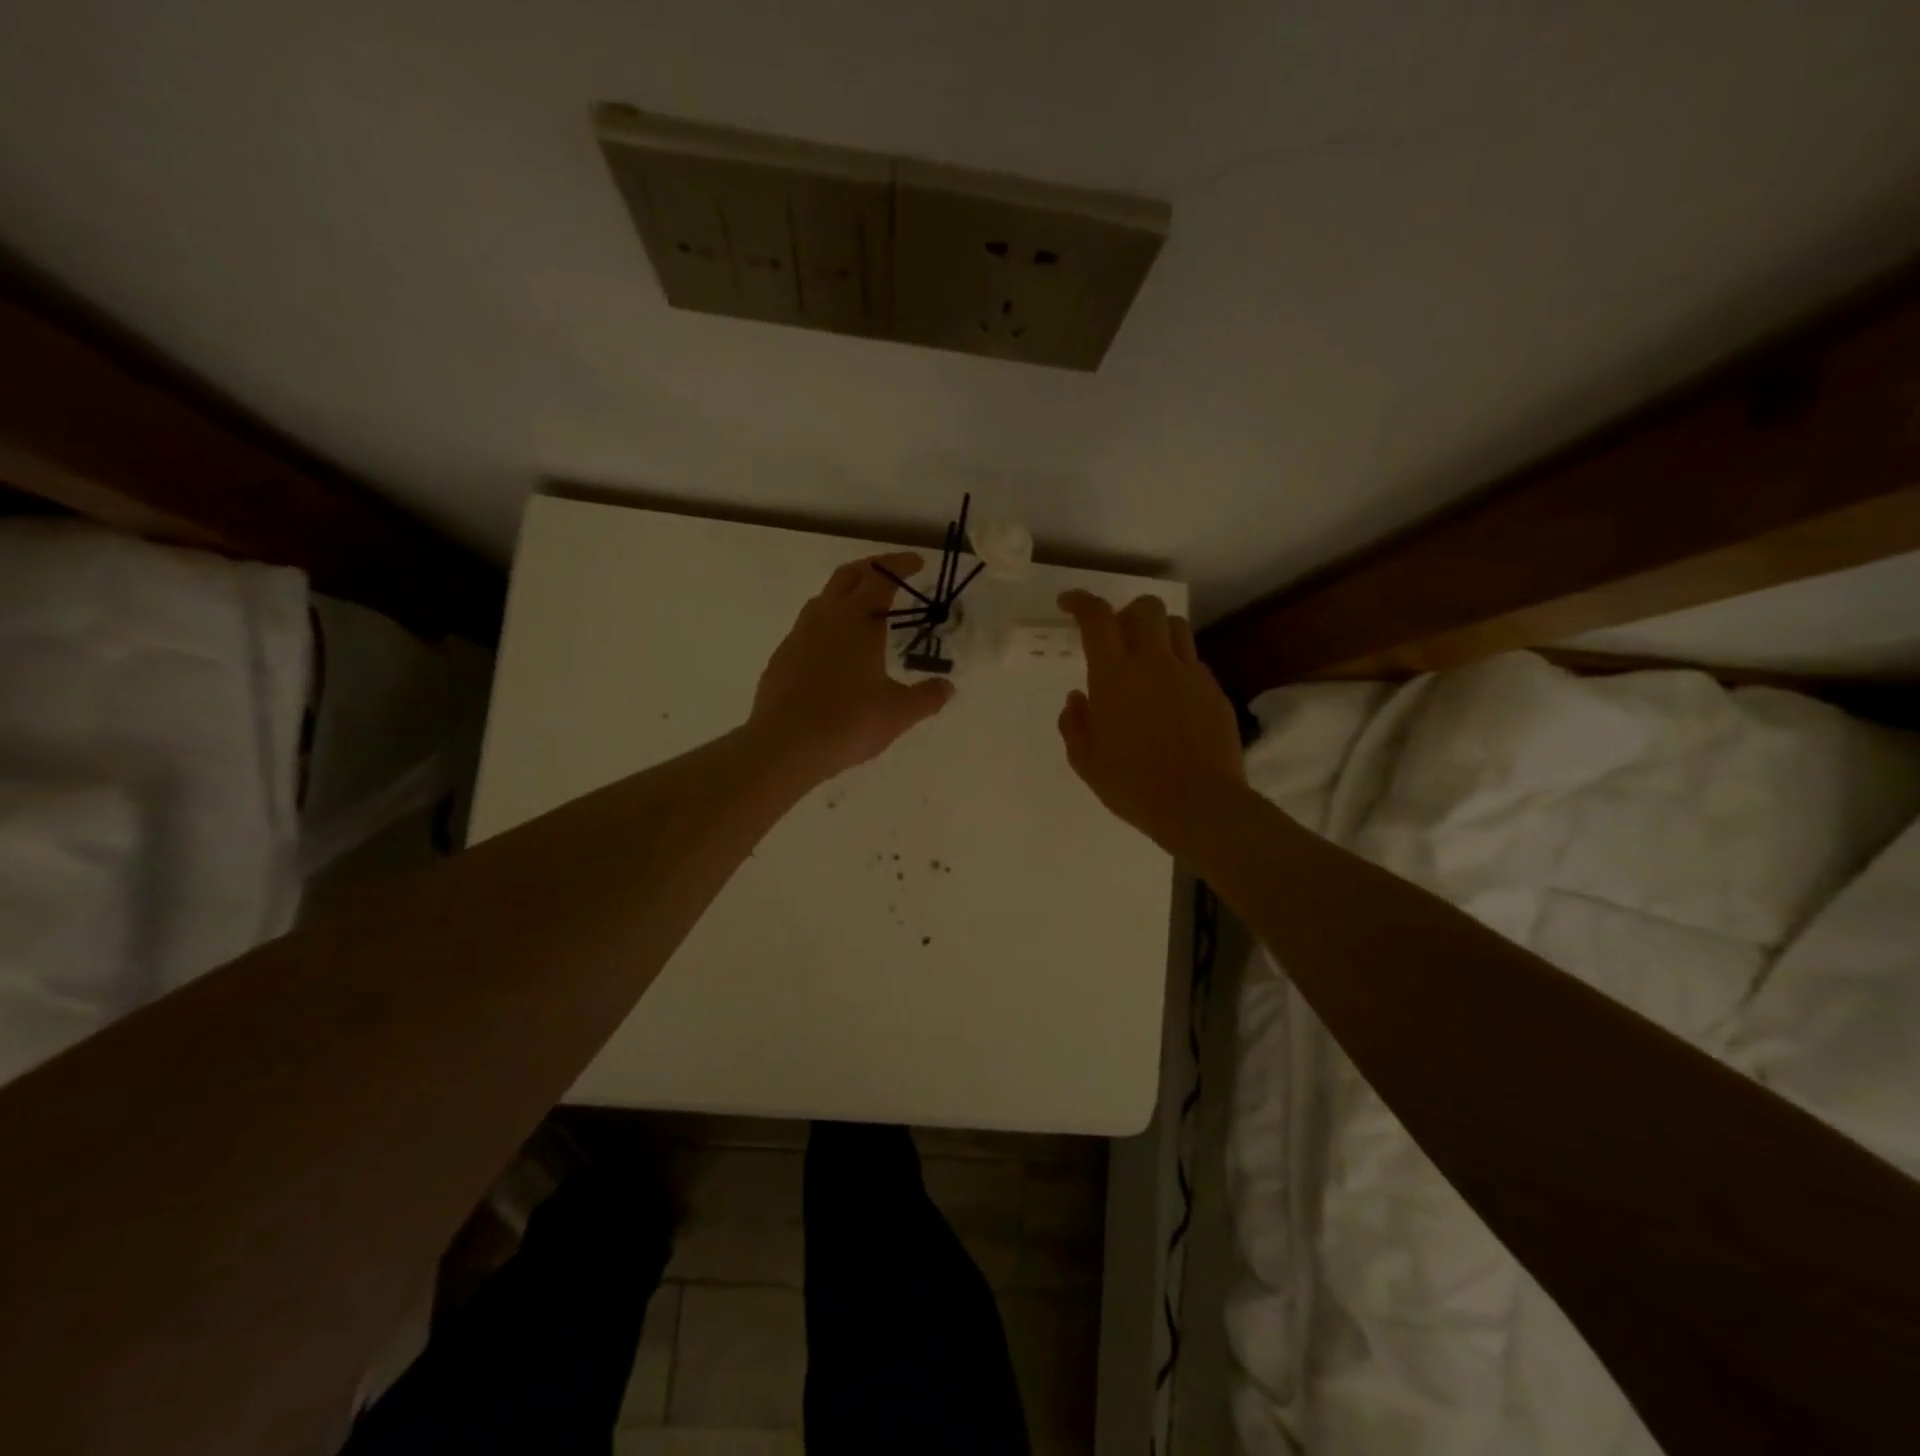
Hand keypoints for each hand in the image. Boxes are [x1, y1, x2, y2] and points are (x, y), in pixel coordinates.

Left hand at [748, 553, 954, 785]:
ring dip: (846, 595)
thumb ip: (927, 697)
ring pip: (824, 600)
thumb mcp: (899, 712)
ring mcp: (798, 636)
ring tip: (865, 613)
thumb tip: (947, 687)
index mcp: (857, 620)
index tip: (917, 563)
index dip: (900, 566)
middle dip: (872, 569)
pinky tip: (835, 652)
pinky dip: (827, 626)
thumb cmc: (849, 722)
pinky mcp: (782, 657)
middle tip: (892, 577)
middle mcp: (825, 617)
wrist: (785, 746)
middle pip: (848, 576)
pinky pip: (808, 628)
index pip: (881, 578)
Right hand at [1057, 590, 1243, 855]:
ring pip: (1176, 627)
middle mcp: (1153, 663)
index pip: (1097, 618)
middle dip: (1127, 612)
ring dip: (1157, 634)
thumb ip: (1075, 724)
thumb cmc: (1132, 785)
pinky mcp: (1214, 691)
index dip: (1081, 601)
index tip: (1069, 603)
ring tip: (1147, 661)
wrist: (1198, 804)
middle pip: (1146, 608)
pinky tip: (1171, 698)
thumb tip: (1077, 699)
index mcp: (1114, 675)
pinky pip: (1194, 663)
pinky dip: (1178, 667)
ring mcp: (1189, 674)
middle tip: (1117, 638)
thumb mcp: (1086, 762)